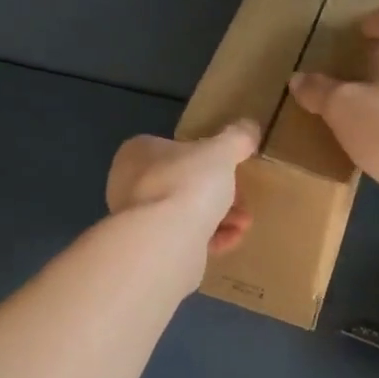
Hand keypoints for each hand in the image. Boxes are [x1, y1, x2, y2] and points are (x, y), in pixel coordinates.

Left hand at [106, 121, 259, 255]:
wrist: (164, 241)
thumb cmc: (187, 183)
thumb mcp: (221, 152)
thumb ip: (237, 138)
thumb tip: (249, 127)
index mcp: (139, 153)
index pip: (177, 150)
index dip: (209, 160)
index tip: (234, 171)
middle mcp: (129, 184)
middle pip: (185, 184)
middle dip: (220, 195)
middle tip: (243, 204)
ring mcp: (135, 219)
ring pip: (185, 213)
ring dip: (220, 218)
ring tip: (242, 226)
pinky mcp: (146, 250)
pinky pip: (183, 239)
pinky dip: (208, 239)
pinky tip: (230, 242)